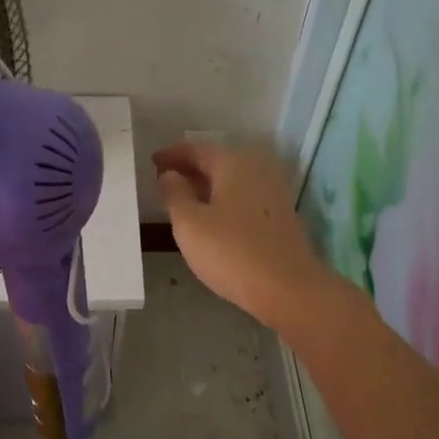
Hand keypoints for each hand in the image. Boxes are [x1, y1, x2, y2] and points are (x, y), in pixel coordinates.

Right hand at [152, 140, 345, 332]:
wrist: (287, 288)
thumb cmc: (231, 252)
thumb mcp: (189, 224)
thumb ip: (174, 194)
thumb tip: (169, 175)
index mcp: (234, 162)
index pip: (196, 149)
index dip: (172, 155)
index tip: (152, 162)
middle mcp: (257, 169)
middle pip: (217, 161)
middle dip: (190, 169)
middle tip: (164, 180)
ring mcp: (273, 192)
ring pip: (232, 180)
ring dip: (207, 186)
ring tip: (183, 199)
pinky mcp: (280, 215)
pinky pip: (243, 197)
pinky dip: (223, 200)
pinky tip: (210, 217)